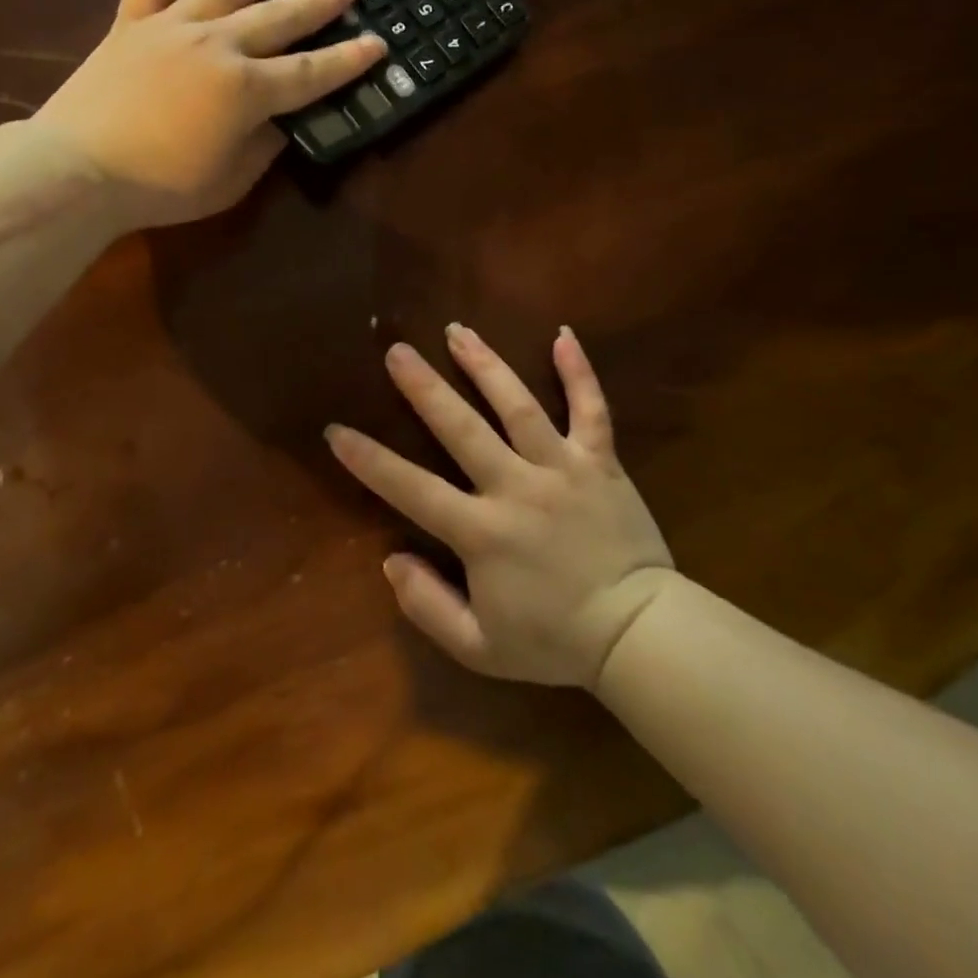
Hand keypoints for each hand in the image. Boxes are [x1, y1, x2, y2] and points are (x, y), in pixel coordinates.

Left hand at [34, 0, 384, 227]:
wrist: (77, 170)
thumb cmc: (160, 187)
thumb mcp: (229, 181)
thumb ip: (262, 147)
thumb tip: (278, 122)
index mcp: (246, 90)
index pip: (310, 72)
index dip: (347, 61)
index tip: (377, 43)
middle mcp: (217, 45)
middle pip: (279, 18)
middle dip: (319, 1)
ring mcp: (171, 27)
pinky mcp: (131, 24)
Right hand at [327, 324, 673, 687]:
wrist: (640, 634)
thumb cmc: (555, 641)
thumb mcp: (479, 647)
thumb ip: (427, 606)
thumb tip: (392, 560)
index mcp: (482, 532)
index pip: (412, 489)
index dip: (370, 460)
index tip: (336, 431)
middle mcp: (517, 487)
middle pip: (462, 428)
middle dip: (425, 388)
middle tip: (397, 351)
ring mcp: (562, 468)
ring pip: (518, 406)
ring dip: (486, 365)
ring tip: (457, 330)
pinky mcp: (601, 461)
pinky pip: (591, 409)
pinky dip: (579, 372)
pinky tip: (563, 334)